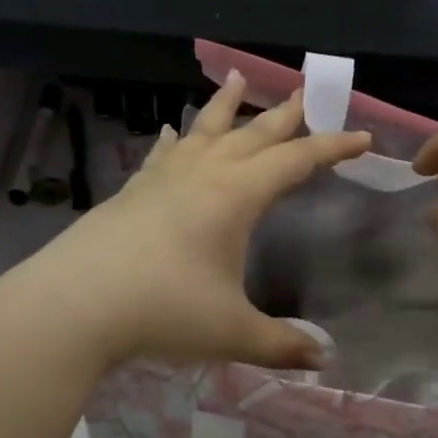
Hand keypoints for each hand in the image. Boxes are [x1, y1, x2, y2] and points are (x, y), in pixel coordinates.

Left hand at [12, 72, 369, 372]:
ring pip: (204, 130)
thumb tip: (324, 360)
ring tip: (238, 78)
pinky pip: (164, 154)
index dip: (333, 148)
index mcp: (236, 195)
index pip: (297, 160)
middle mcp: (203, 174)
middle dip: (285, 114)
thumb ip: (281, 344)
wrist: (74, 305)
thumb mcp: (232, 332)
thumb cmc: (163, 310)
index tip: (363, 138)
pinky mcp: (132, 191)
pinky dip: (176, 139)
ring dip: (226, 105)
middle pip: (253, 134)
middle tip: (306, 93)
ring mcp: (163, 179)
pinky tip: (173, 132)